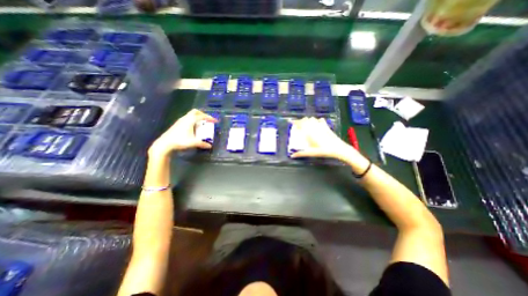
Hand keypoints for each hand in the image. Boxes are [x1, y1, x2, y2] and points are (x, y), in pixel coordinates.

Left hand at [147, 110, 215, 157]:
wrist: (165, 143)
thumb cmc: (179, 141)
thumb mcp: (192, 143)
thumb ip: (202, 144)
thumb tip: (210, 146)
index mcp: (189, 120)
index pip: (202, 116)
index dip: (209, 118)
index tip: (215, 121)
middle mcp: (185, 118)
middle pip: (195, 112)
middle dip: (203, 114)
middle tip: (208, 120)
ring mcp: (180, 120)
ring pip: (191, 115)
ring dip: (197, 117)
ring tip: (202, 123)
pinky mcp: (178, 124)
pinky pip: (188, 118)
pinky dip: (193, 120)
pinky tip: (194, 127)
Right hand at [293, 117, 362, 161]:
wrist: (338, 149)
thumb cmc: (324, 151)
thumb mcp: (311, 153)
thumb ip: (301, 154)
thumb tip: (291, 156)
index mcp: (310, 132)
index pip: (300, 124)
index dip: (295, 122)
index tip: (290, 122)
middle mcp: (314, 127)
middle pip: (306, 119)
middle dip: (300, 121)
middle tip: (297, 125)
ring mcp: (321, 126)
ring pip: (312, 118)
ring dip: (308, 120)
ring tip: (305, 124)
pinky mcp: (326, 127)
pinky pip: (320, 120)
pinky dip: (316, 120)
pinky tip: (316, 124)